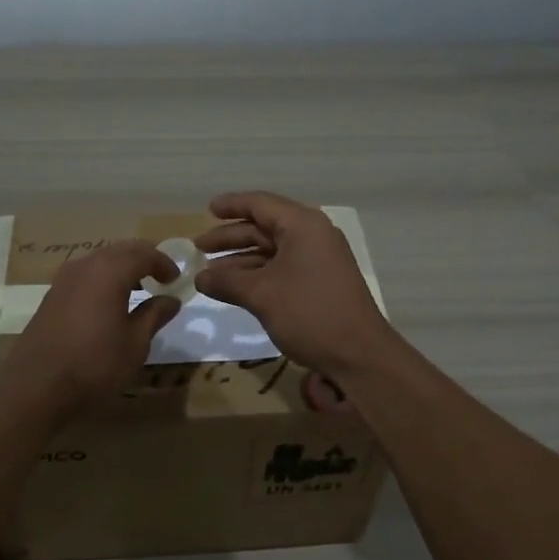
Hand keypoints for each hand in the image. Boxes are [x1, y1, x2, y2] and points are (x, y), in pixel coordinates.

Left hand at [3, 240, 181, 407]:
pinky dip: (104, 279)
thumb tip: (171, 299)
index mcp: (110, 271)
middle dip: (144, 259)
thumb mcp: (135, 344)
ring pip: (101, 260)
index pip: (144, 254)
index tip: (176, 279)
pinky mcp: (52, 295)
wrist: (35, 387)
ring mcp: (64, 279)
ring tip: (138, 290)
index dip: (164, 263)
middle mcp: (86, 265)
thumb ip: (155, 315)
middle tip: (161, 278)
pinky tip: (109, 303)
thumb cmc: (94, 364)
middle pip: (122, 250)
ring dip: (123, 268)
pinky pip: (86, 274)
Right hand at [192, 192, 395, 374]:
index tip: (207, 209)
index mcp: (303, 225)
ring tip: (210, 273)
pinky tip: (235, 288)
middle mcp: (312, 235)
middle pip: (264, 226)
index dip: (231, 205)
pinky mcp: (320, 280)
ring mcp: (319, 259)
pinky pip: (282, 267)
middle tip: (199, 248)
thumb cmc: (309, 314)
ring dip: (241, 259)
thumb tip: (199, 277)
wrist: (359, 355)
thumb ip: (227, 282)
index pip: (260, 204)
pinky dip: (258, 274)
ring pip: (272, 250)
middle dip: (231, 237)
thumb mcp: (261, 295)